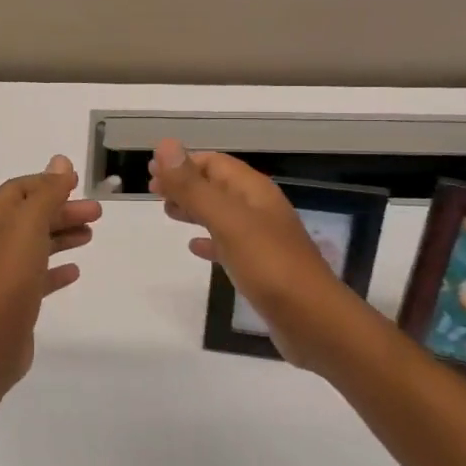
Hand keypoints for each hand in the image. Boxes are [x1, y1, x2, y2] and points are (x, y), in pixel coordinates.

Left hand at [0, 155, 101, 389]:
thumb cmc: (10, 272)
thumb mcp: (30, 222)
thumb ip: (48, 192)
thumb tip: (60, 160)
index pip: (21, 188)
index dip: (48, 183)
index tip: (78, 184)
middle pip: (32, 215)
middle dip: (63, 210)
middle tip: (97, 213)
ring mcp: (4, 270)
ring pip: (37, 244)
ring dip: (64, 235)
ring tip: (91, 235)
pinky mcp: (15, 298)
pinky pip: (39, 275)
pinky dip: (57, 268)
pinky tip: (75, 270)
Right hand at [149, 139, 358, 371]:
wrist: (313, 320)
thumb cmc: (269, 265)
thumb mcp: (227, 221)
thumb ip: (194, 187)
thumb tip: (165, 145)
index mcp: (254, 191)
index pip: (215, 163)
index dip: (183, 163)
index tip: (152, 170)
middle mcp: (259, 209)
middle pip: (217, 186)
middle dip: (186, 184)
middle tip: (154, 191)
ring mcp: (261, 239)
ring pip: (221, 214)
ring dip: (195, 209)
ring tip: (167, 212)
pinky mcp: (260, 267)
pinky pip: (228, 244)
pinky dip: (208, 240)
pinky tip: (194, 247)